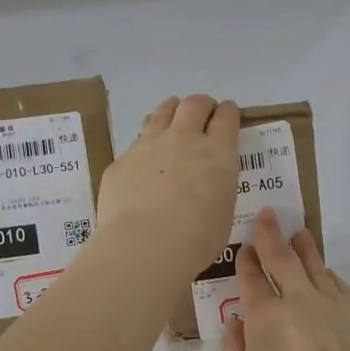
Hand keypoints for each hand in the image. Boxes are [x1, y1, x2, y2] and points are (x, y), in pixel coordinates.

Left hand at [95, 95, 239, 279]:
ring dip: (170, 111)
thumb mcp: (222, 212)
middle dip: (201, 105)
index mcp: (217, 153)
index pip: (226, 117)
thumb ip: (216, 188)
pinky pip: (136, 142)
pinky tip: (144, 158)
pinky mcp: (121, 161)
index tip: (227, 113)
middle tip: (202, 113)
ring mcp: (148, 145)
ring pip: (161, 113)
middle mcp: (184, 139)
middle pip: (194, 105)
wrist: (144, 246)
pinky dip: (145, 143)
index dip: (228, 112)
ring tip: (172, 116)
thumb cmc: (196, 239)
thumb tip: (206, 185)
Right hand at [221, 209, 349, 350]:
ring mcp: (335, 303)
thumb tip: (236, 325)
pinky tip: (328, 273)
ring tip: (300, 234)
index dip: (247, 261)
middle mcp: (299, 300)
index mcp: (266, 316)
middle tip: (269, 216)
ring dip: (304, 248)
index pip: (252, 279)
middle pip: (283, 259)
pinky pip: (340, 285)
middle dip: (272, 236)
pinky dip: (329, 275)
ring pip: (316, 266)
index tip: (246, 246)